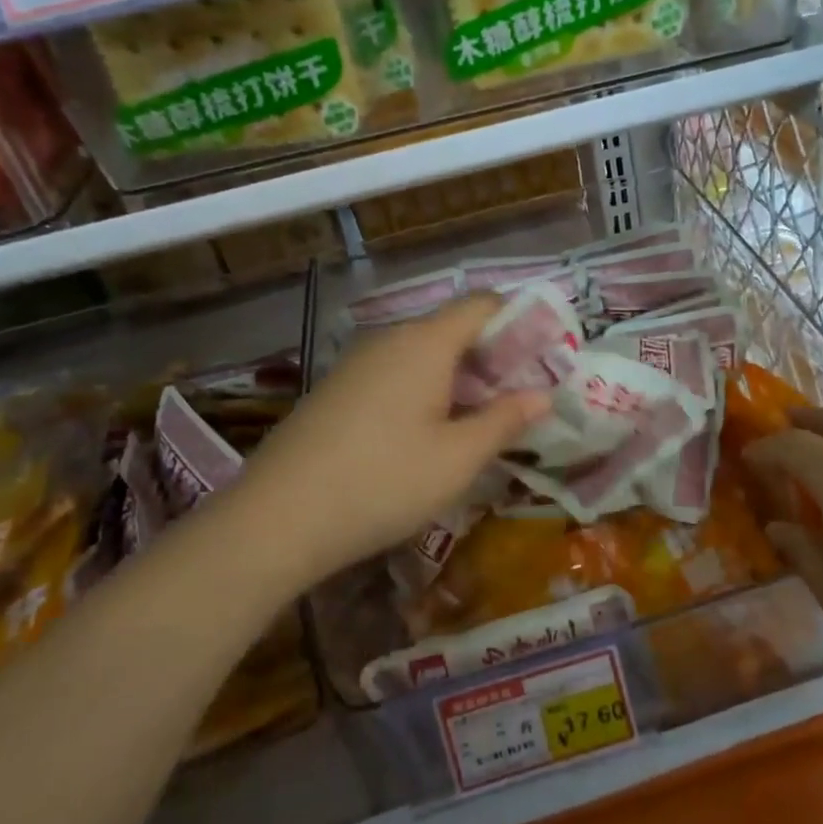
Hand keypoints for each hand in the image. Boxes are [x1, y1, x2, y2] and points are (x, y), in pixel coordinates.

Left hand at [226, 296, 548, 590]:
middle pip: (453, 328)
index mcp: (426, 343)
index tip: (545, 358)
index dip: (519, 322)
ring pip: (423, 354)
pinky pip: (395, 374)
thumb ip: (505, 420)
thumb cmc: (383, 482)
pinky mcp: (336, 390)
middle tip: (521, 399)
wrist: (277, 518)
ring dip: (459, 378)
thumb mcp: (457, 459)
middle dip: (493, 357)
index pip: (482, 305)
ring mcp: (357, 364)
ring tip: (481, 421)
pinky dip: (424, 390)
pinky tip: (428, 434)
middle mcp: (390, 340)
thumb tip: (541, 395)